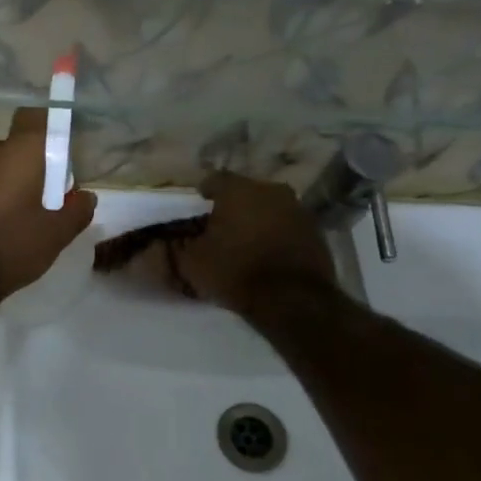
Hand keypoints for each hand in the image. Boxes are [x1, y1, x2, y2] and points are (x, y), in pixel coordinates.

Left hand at [0, 107, 94, 297]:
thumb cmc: (11, 246)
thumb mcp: (57, 234)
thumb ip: (78, 210)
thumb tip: (85, 197)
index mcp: (19, 151)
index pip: (38, 117)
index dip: (52, 132)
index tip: (62, 160)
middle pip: (17, 147)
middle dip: (32, 166)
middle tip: (45, 198)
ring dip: (9, 181)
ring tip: (19, 216)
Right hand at [167, 171, 334, 312]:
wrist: (292, 300)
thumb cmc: (235, 272)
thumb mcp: (192, 262)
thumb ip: (177, 245)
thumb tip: (164, 238)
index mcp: (238, 189)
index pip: (213, 180)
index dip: (201, 194)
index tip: (195, 208)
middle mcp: (271, 189)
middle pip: (244, 192)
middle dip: (231, 206)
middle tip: (219, 227)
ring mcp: (298, 208)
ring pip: (267, 207)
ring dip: (255, 219)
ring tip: (242, 242)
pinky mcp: (315, 230)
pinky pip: (286, 225)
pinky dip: (274, 234)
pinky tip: (264, 253)